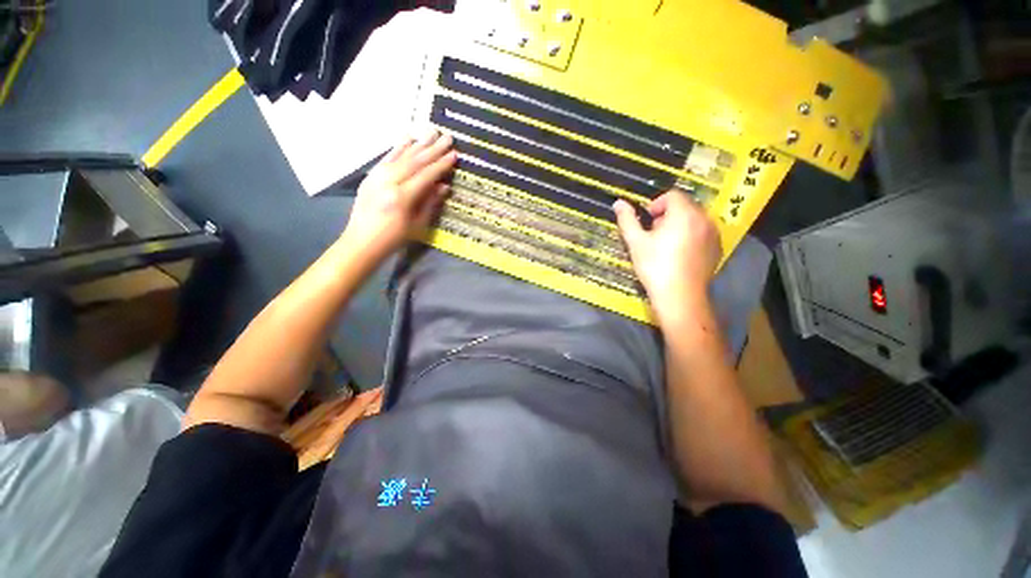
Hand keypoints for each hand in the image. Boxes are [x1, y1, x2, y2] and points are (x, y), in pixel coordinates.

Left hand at [340, 131, 456, 266]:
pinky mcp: (371, 176)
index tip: (454, 154)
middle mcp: (389, 182)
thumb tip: (444, 186)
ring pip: (401, 156)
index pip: (426, 175)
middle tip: (447, 137)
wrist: (361, 242)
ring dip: (418, 143)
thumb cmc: (394, 238)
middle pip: (415, 161)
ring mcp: (377, 176)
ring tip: (431, 131)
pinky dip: (398, 147)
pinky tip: (408, 137)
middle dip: (432, 149)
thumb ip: (430, 203)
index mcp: (402, 197)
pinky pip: (387, 158)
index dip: (441, 165)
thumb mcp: (418, 225)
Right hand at [613, 191, 721, 324]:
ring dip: (679, 225)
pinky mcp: (717, 248)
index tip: (647, 220)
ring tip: (666, 245)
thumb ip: (627, 220)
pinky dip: (691, 236)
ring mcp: (714, 234)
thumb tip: (618, 202)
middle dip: (668, 215)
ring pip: (694, 219)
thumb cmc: (655, 266)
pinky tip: (679, 254)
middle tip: (653, 234)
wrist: (679, 296)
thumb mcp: (636, 242)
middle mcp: (704, 219)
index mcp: (684, 214)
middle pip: (685, 206)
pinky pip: (703, 233)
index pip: (672, 195)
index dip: (656, 204)